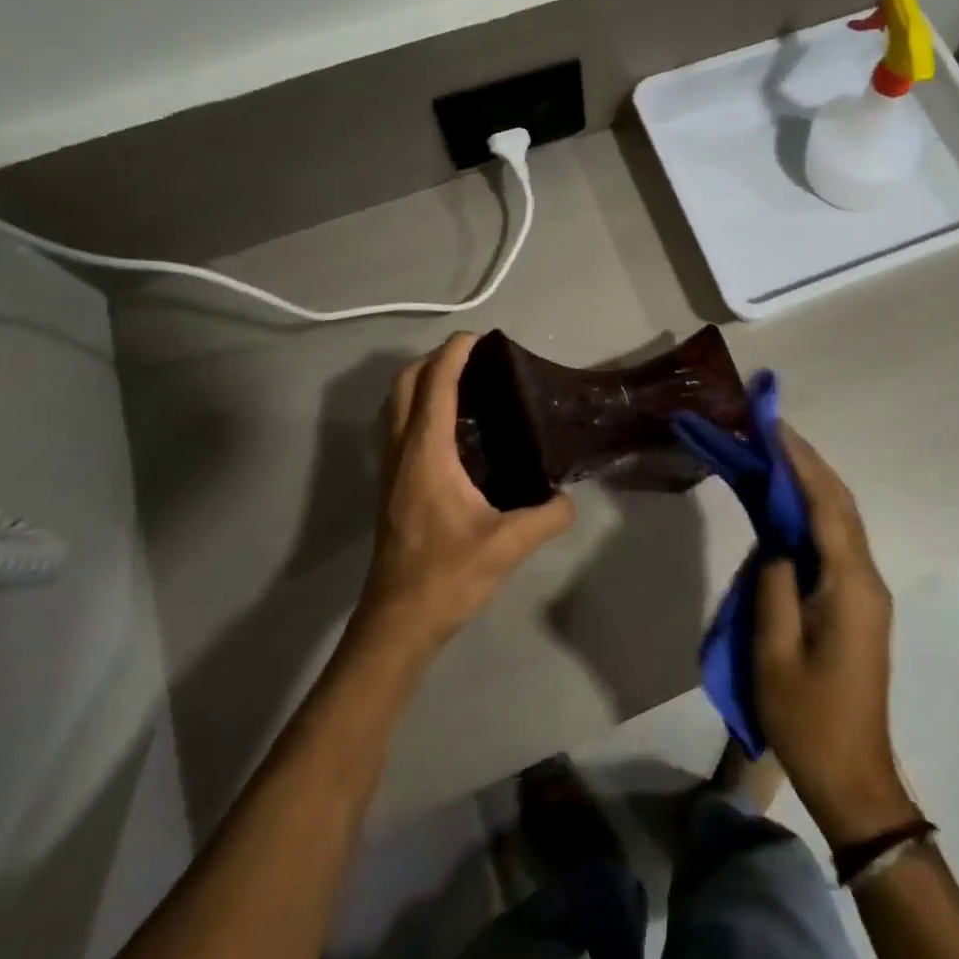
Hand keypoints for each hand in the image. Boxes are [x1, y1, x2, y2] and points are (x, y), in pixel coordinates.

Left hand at [356, 333, 573, 656]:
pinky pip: (397, 426)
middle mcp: (402, 452)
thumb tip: (568, 499)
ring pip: (394, 405)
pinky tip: (448, 428)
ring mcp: (389, 469)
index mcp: (427, 454)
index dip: (454, 354)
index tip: (479, 337)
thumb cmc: (447, 576)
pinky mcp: (390, 486)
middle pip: (404, 385)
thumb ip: (546, 517)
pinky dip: (416, 407)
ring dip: (420, 381)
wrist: (398, 621)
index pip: (435, 385)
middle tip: (472, 358)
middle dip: (433, 359)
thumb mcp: (507, 546)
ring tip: (460, 383)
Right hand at [754, 424, 918, 847]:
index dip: (800, 462)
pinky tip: (787, 505)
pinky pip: (836, 542)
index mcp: (850, 586)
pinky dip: (812, 512)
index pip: (826, 506)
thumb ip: (774, 586)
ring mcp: (866, 591)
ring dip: (810, 483)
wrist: (853, 777)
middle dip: (807, 462)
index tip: (772, 426)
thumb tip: (776, 542)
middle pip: (840, 504)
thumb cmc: (808, 719)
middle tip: (768, 429)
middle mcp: (867, 578)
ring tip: (773, 454)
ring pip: (841, 520)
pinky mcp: (858, 604)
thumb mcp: (773, 654)